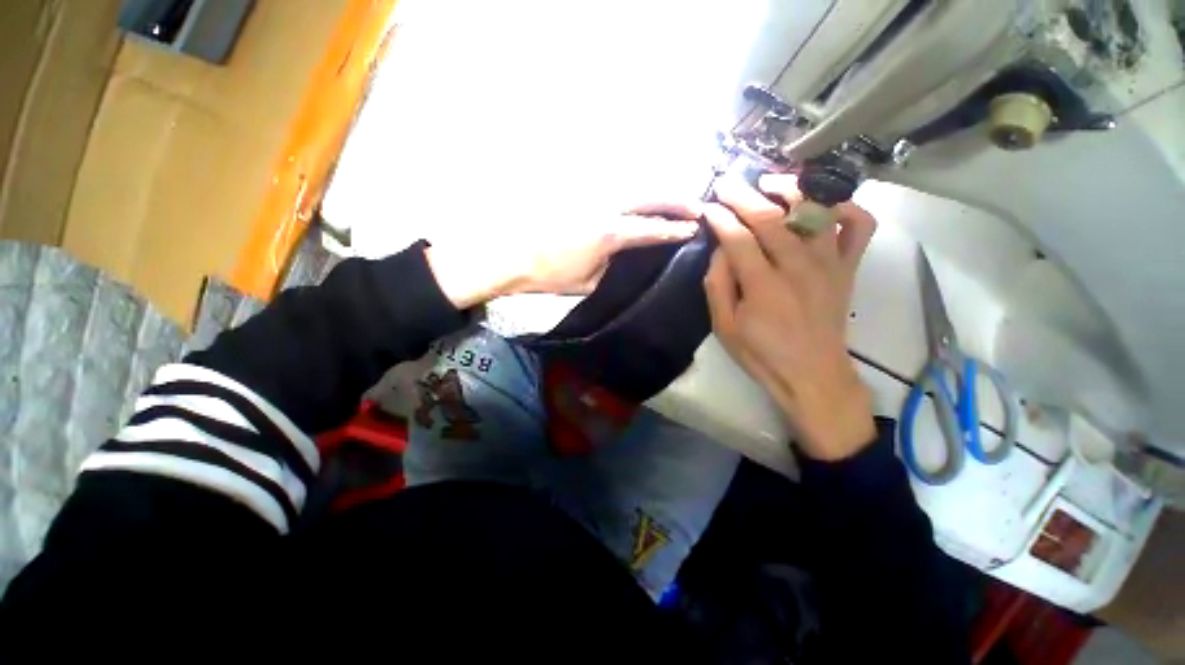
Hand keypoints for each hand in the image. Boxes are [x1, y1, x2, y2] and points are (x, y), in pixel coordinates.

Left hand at [426, 202, 700, 308]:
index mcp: (609, 234)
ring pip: (633, 184)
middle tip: (695, 206)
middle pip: (650, 196)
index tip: (693, 228)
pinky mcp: (577, 191)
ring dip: (657, 191)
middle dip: (676, 200)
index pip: (651, 229)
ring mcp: (590, 194)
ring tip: (674, 199)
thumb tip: (623, 253)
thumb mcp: (588, 282)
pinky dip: (632, 189)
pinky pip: (613, 184)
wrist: (512, 256)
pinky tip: (640, 194)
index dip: (675, 229)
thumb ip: (611, 265)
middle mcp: (605, 207)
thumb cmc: (550, 275)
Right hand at [703, 174, 877, 459]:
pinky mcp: (847, 267)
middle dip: (744, 195)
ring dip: (790, 189)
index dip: (720, 218)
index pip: (739, 238)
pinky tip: (823, 205)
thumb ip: (718, 286)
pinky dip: (845, 207)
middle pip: (771, 217)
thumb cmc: (761, 353)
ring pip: (815, 210)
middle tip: (727, 182)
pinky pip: (859, 226)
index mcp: (764, 286)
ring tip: (769, 182)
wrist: (813, 374)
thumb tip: (720, 250)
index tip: (707, 207)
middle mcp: (799, 267)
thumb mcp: (724, 327)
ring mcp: (829, 263)